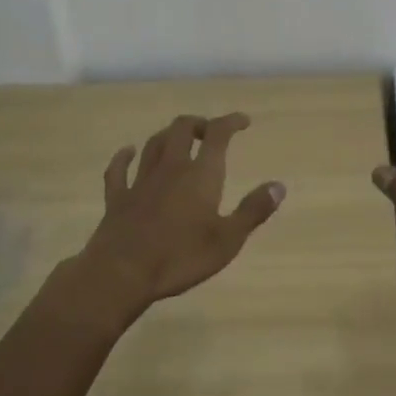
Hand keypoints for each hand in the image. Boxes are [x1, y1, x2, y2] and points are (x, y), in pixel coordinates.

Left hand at [75, 113, 283, 321]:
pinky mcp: (117, 198)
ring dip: (168, 135)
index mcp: (200, 175)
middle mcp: (171, 168)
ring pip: (154, 144)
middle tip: (209, 132)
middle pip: (181, 129)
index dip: (230, 122)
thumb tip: (278, 185)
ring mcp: (140, 181)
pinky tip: (127, 152)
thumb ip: (253, 210)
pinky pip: (118, 170)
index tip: (243, 121)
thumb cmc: (180, 257)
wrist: (121, 274)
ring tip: (178, 138)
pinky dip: (124, 157)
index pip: (217, 135)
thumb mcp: (228, 240)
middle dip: (198, 124)